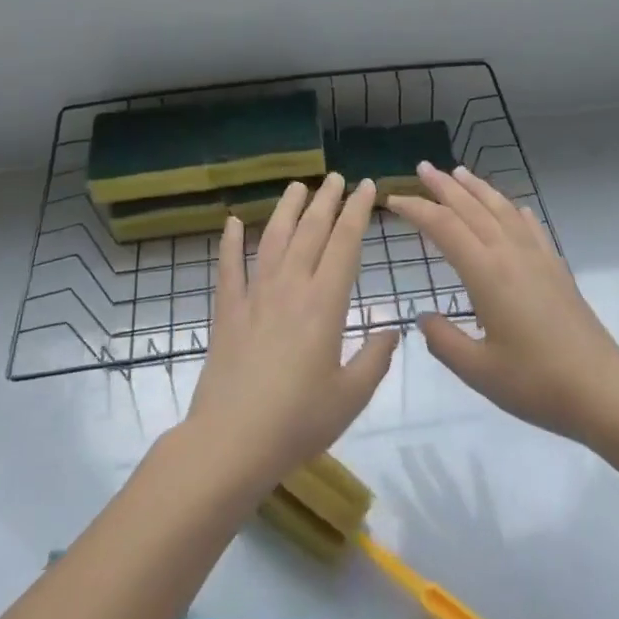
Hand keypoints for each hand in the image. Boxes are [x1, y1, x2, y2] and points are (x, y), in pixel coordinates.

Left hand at [186, 174, 398, 488]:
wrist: (231, 441)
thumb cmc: (298, 421)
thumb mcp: (351, 396)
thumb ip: (375, 359)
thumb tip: (392, 329)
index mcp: (324, 304)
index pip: (345, 243)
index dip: (357, 211)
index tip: (365, 187)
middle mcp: (290, 288)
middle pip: (310, 232)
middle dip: (326, 201)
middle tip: (335, 177)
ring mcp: (254, 296)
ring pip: (272, 239)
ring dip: (286, 210)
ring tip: (297, 186)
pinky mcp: (227, 312)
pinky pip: (229, 268)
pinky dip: (229, 243)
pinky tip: (231, 223)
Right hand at [389, 165, 618, 440]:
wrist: (601, 390)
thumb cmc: (535, 383)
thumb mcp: (477, 371)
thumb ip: (444, 341)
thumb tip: (423, 317)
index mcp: (486, 273)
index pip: (444, 227)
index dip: (416, 209)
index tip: (393, 201)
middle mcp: (510, 254)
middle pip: (472, 208)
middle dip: (443, 186)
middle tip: (422, 168)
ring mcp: (537, 258)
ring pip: (502, 210)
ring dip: (478, 189)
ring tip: (459, 173)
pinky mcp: (556, 268)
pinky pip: (531, 227)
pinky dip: (514, 211)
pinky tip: (513, 208)